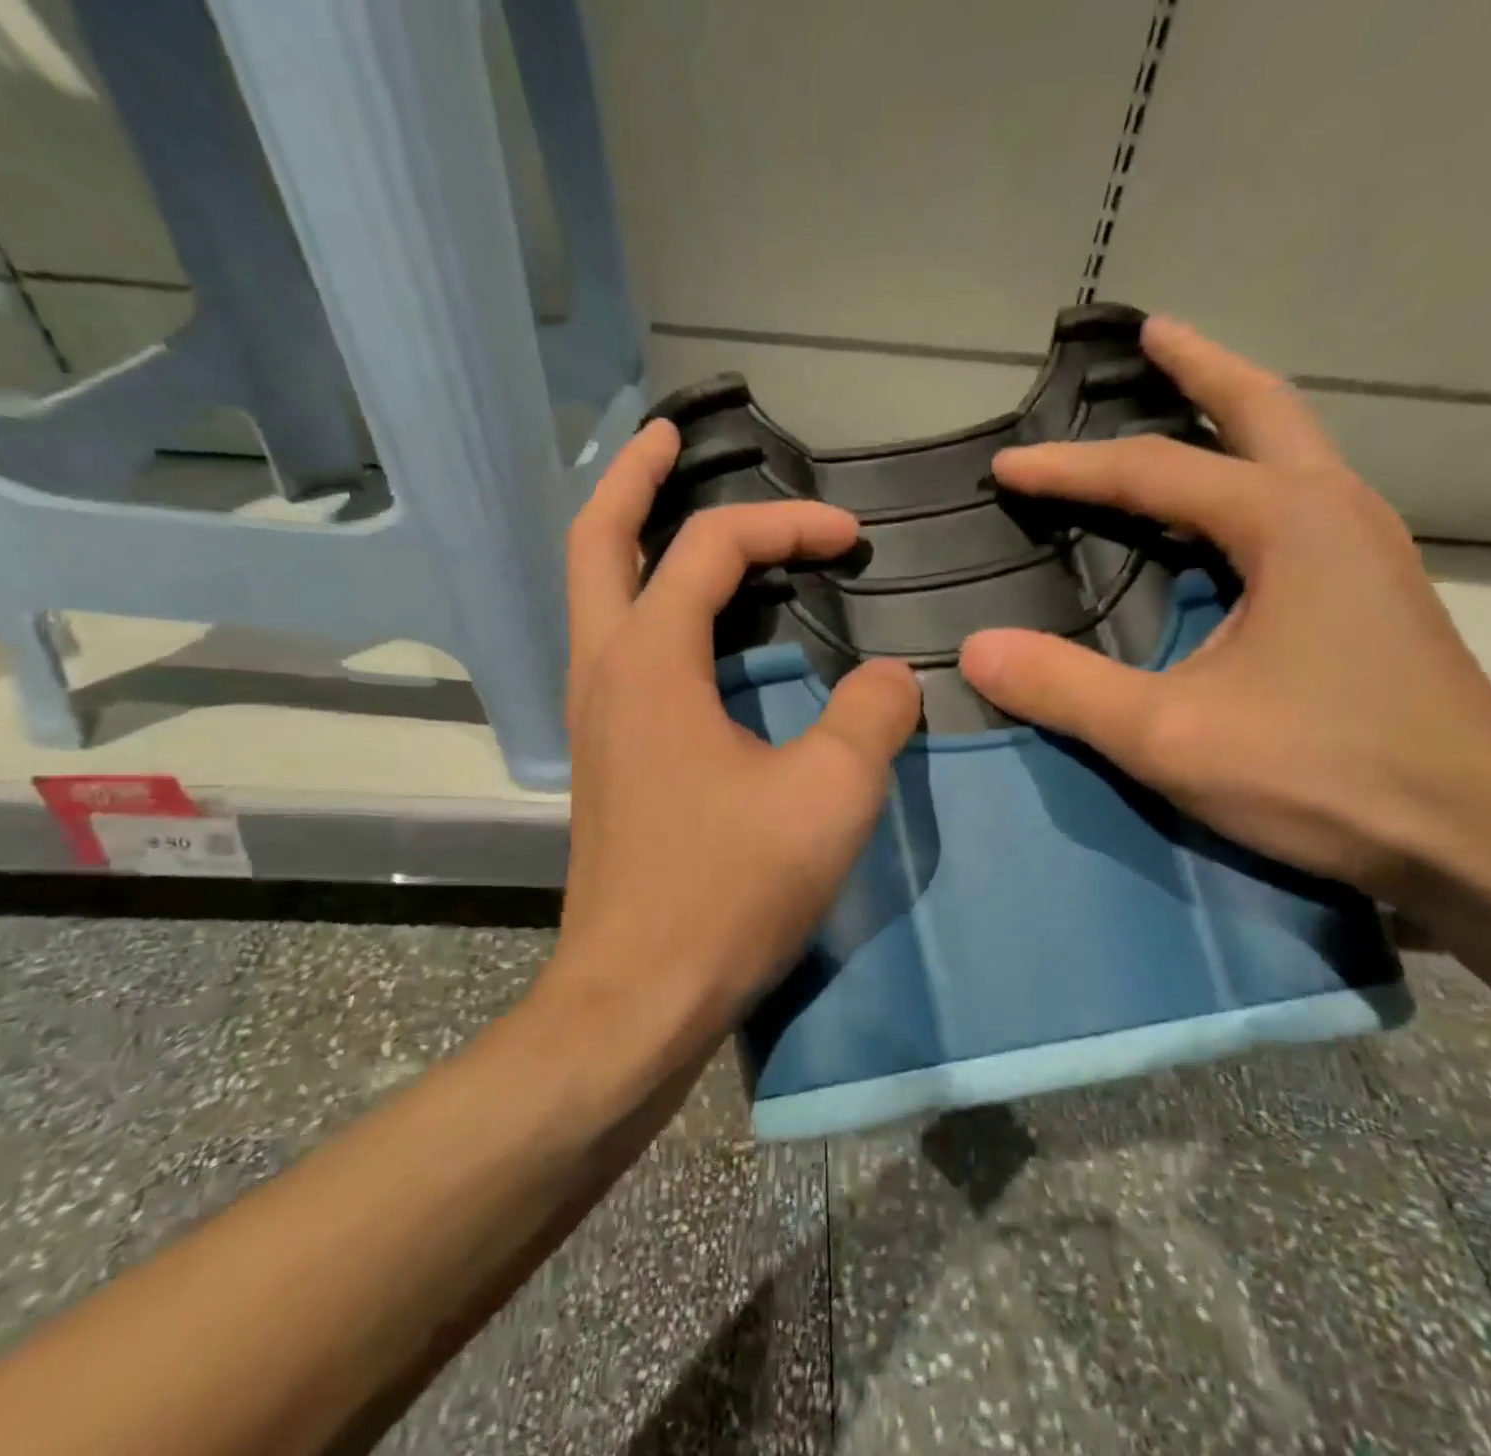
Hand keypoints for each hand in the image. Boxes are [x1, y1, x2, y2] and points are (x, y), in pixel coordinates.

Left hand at [551, 419, 922, 1050]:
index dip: (788, 526)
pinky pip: (620, 649)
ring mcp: (597, 718)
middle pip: (597, 540)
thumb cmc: (728, 894)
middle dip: (634, 477)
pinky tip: (696, 626)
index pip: (714, 549)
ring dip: (633, 539)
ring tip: (681, 510)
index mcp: (649, 663)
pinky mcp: (610, 759)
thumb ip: (873, 718)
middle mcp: (605, 673)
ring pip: (597, 596)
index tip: (852, 539)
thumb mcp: (829, 798)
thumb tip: (893, 677)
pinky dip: (651, 607)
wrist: (637, 997)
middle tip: (672, 436)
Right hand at [959, 318, 1490, 899]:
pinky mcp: (1372, 594)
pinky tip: (1220, 513)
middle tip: (1147, 334)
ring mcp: (1366, 551)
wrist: (1473, 840)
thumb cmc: (1322, 776)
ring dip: (1230, 417)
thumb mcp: (1169, 738)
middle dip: (1197, 367)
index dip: (1068, 468)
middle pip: (1260, 409)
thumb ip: (1066, 689)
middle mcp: (1337, 512)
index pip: (1153, 470)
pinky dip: (1247, 479)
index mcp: (1289, 523)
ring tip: (1178, 404)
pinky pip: (1297, 502)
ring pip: (1289, 451)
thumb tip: (974, 649)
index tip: (1004, 467)